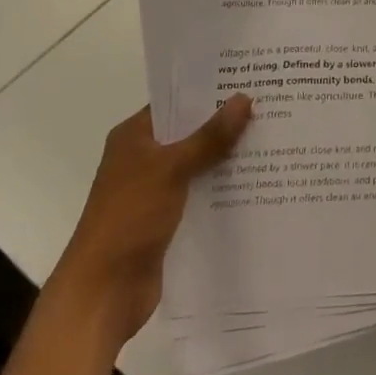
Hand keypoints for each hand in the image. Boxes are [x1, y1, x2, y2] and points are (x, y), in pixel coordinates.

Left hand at [52, 95, 252, 346]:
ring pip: (199, 165)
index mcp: (134, 137)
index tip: (248, 80)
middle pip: (190, 133)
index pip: (175, 102)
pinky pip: (201, 195)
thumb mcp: (171, 169)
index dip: (209, 91)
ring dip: (228, 158)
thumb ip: (209, 136)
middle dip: (226, 124)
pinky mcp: (167, 221)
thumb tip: (244, 98)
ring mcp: (155, 191)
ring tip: (272, 141)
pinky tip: (257, 183)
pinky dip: (223, 189)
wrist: (102, 294)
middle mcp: (143, 159)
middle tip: (270, 107)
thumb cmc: (129, 218)